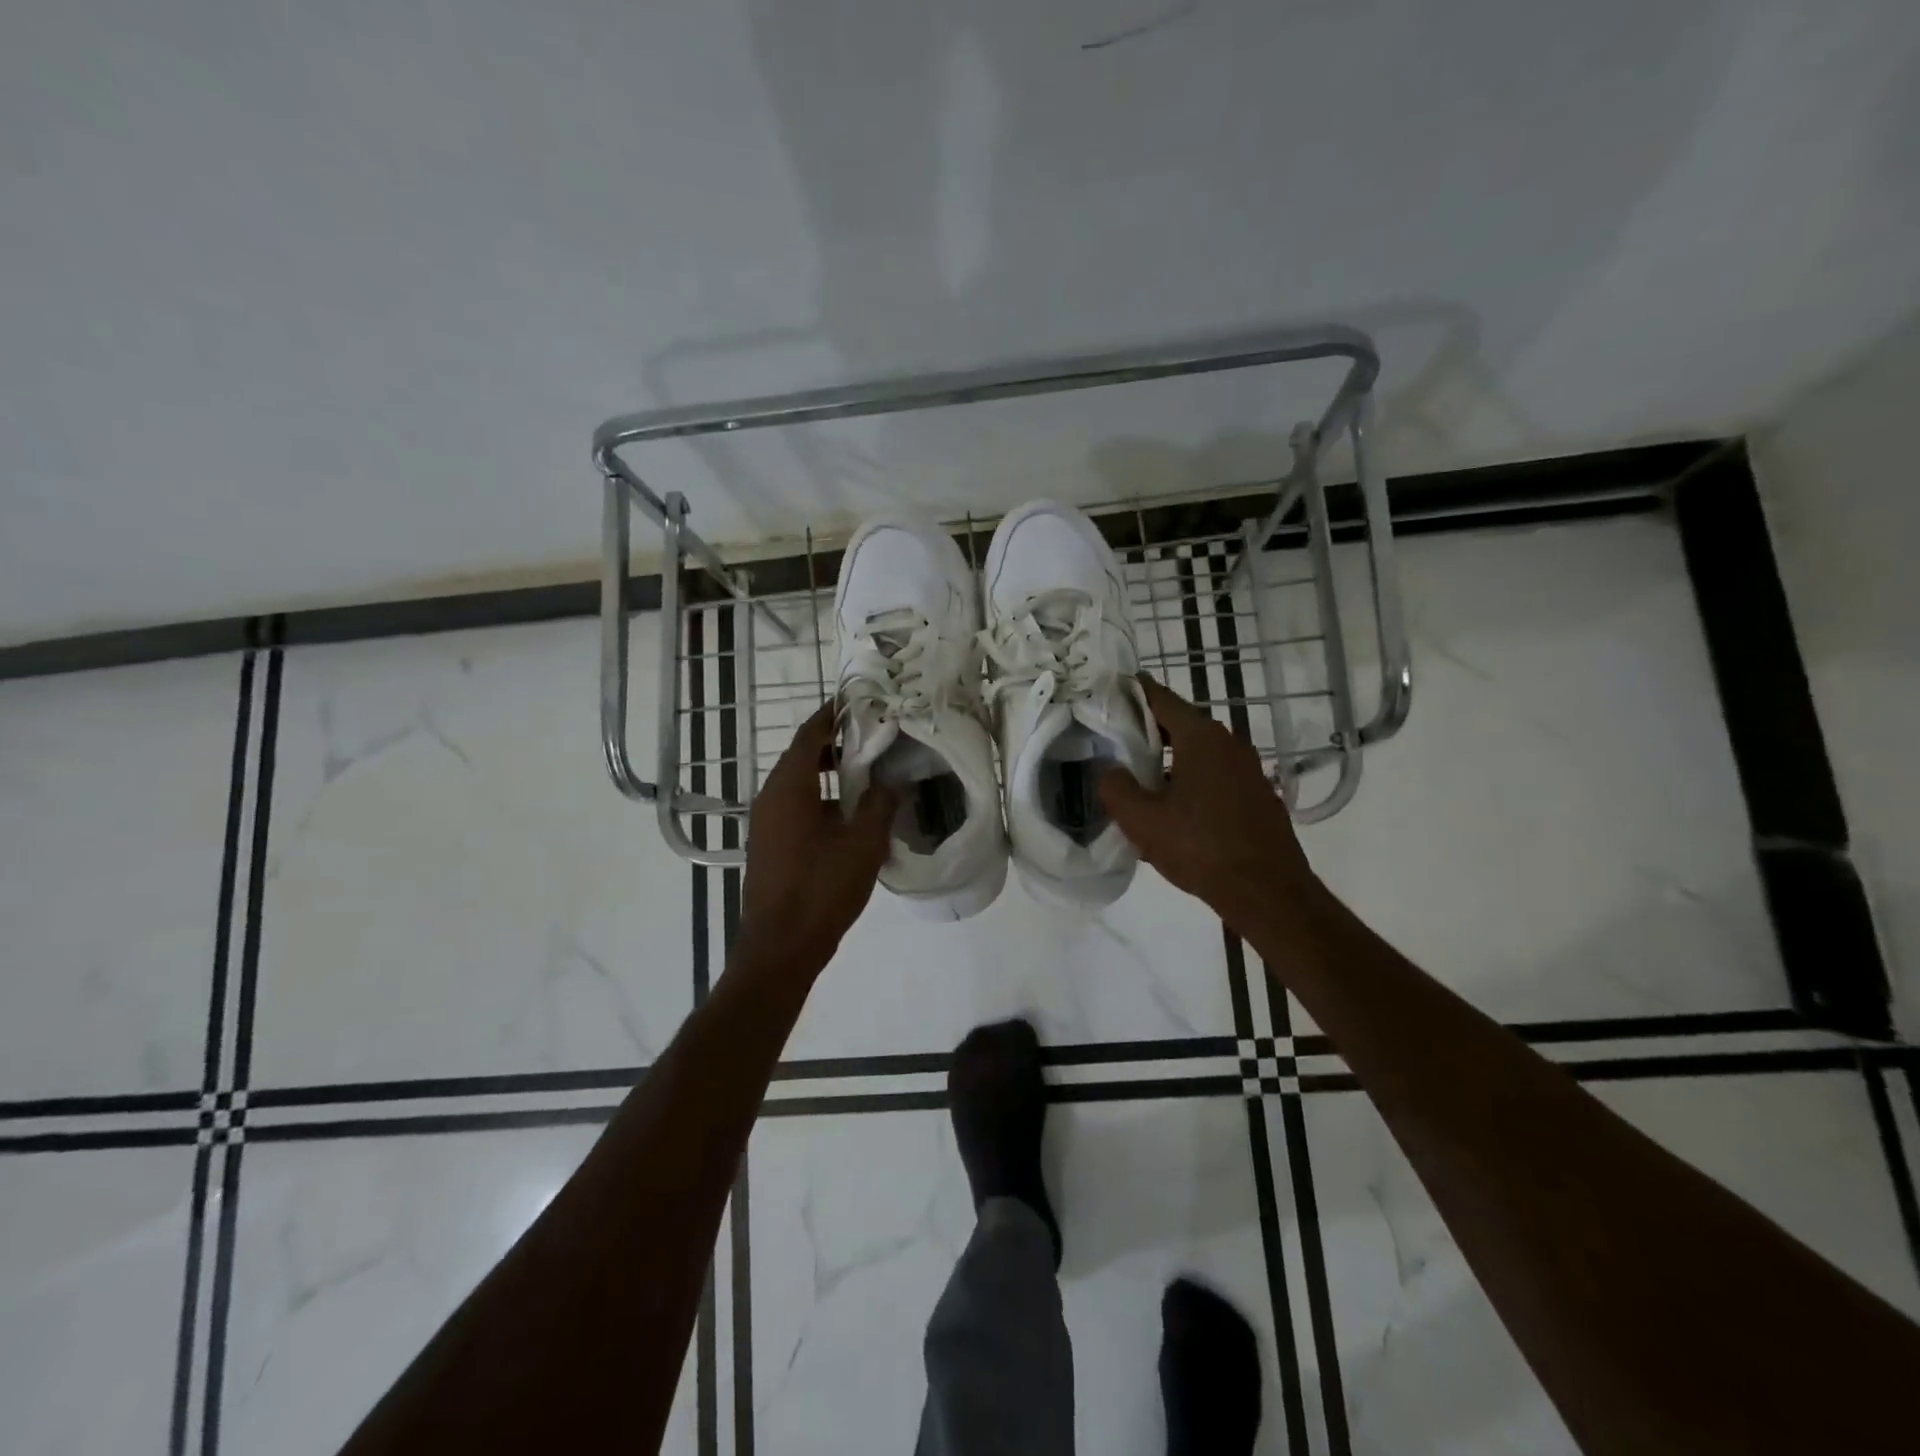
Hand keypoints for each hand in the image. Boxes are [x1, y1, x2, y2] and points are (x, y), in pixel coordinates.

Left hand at [738, 701, 895, 978]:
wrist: (780, 947)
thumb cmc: (822, 889)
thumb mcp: (863, 844)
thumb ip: (879, 804)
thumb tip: (890, 781)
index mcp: (789, 788)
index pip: (809, 735)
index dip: (832, 715)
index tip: (857, 701)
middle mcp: (770, 798)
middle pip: (801, 756)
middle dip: (834, 743)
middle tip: (872, 737)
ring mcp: (766, 823)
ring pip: (798, 784)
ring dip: (828, 773)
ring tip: (867, 773)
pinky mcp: (770, 845)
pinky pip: (795, 807)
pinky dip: (820, 799)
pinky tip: (849, 815)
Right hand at [1099, 678, 1318, 935]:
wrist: (1267, 892)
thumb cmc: (1200, 848)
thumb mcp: (1142, 821)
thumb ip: (1116, 787)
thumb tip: (1111, 771)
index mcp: (1201, 738)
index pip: (1160, 698)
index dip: (1132, 692)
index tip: (1108, 692)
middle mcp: (1229, 743)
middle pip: (1180, 724)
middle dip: (1146, 730)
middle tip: (1114, 740)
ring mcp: (1248, 769)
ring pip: (1198, 752)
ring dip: (1169, 759)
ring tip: (1138, 777)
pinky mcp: (1257, 795)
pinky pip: (1215, 775)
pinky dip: (1190, 779)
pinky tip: (1173, 808)